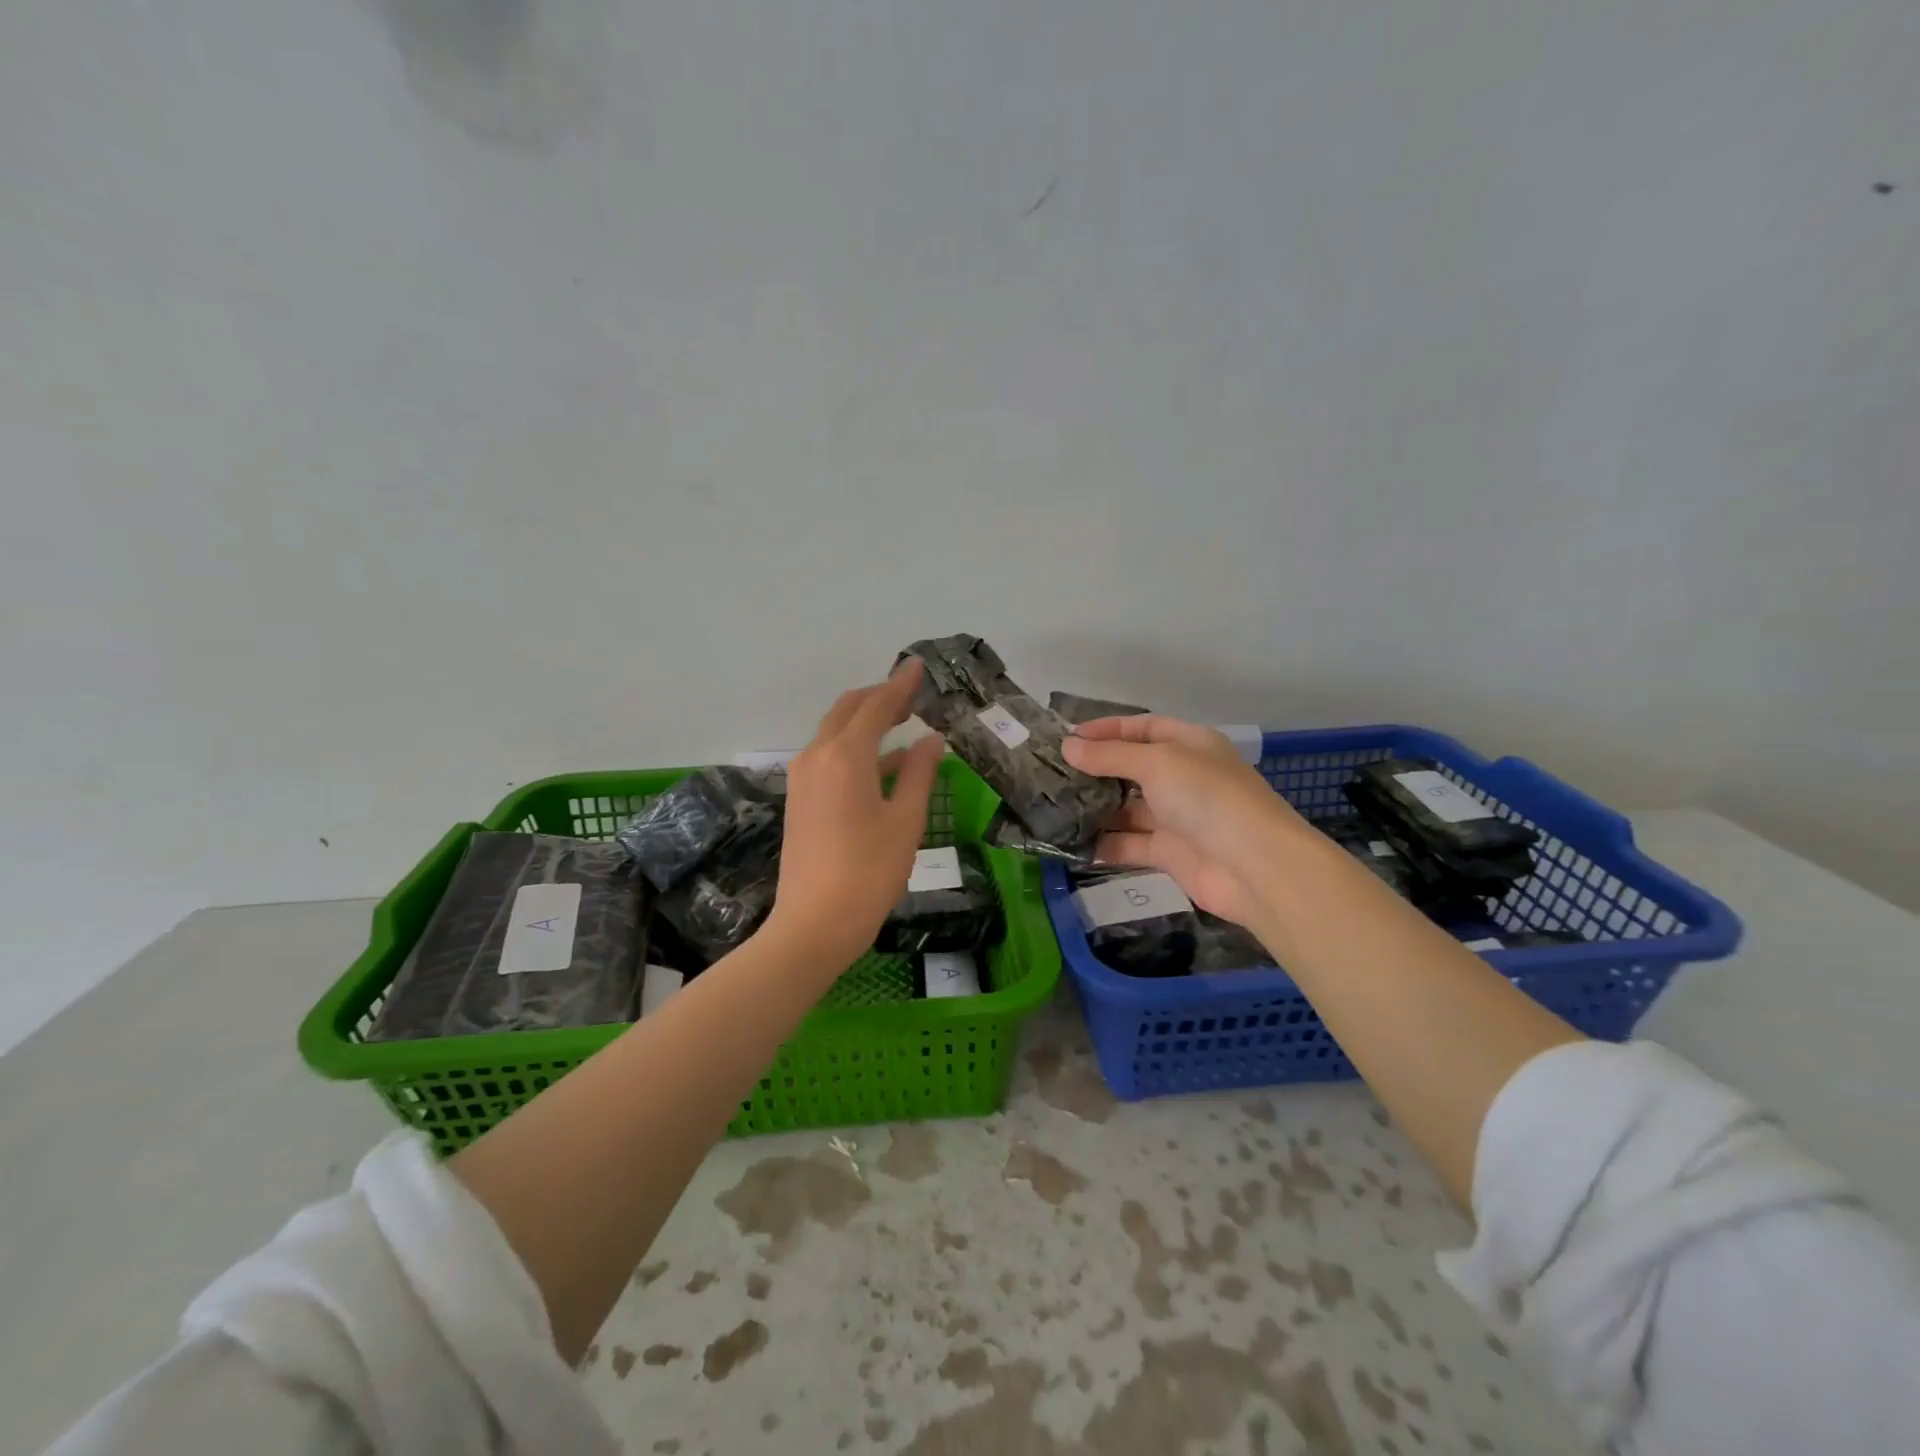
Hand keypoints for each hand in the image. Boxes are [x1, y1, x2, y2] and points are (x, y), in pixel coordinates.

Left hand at [765, 660, 946, 969]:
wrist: (813, 925)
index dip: (900, 685)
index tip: (918, 666)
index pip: (876, 706)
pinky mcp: (799, 798)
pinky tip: (883, 765)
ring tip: (902, 724)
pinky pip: (828, 757)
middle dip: (879, 698)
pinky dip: (855, 749)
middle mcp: (816, 757)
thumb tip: (931, 740)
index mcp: (845, 756)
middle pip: (847, 711)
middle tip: (911, 696)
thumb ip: (919, 773)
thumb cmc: (869, 873)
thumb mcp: (905, 821)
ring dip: (865, 722)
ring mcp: (802, 778)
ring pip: (834, 733)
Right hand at [1062, 715, 1306, 926]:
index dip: (1106, 730)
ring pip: (1127, 808)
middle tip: (1051, 774)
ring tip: (1052, 807)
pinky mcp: (1169, 853)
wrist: (1255, 867)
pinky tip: (1070, 843)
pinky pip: (1129, 843)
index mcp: (1189, 745)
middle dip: (1095, 770)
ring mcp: (1176, 817)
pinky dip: (1103, 844)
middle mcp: (1183, 777)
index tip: (1067, 738)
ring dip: (1094, 808)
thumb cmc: (1208, 798)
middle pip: (1131, 768)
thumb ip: (1110, 756)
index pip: (1143, 728)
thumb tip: (1067, 747)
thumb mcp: (1157, 763)